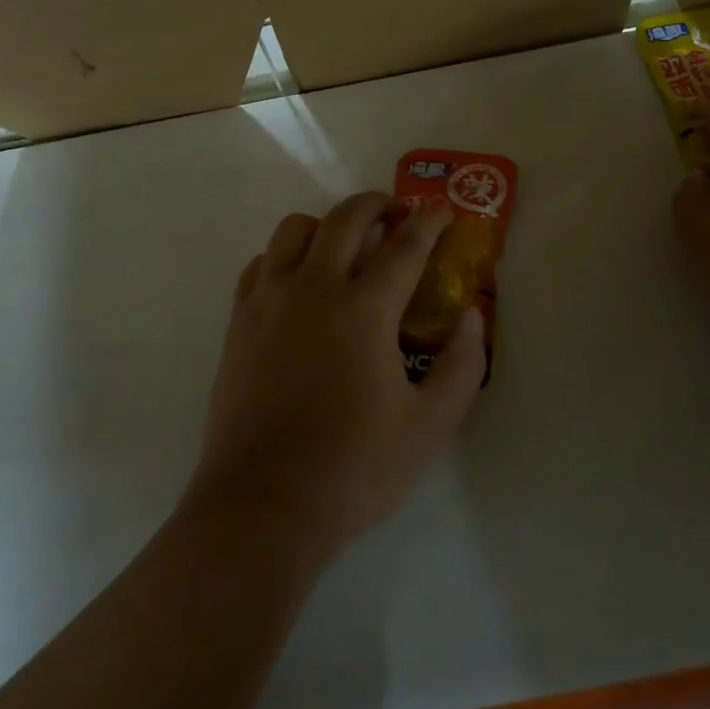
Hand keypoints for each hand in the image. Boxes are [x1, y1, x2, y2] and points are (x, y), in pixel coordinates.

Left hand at [190, 192, 487, 558]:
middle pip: (347, 217)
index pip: (405, 245)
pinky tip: (300, 281)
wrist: (264, 504)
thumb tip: (470, 316)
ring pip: (295, 227)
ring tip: (346, 247)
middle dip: (380, 204)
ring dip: (328, 224)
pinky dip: (287, 255)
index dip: (431, 221)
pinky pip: (262, 261)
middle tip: (399, 217)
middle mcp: (314, 288)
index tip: (443, 211)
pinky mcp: (239, 319)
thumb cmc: (353, 468)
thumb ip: (462, 365)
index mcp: (364, 309)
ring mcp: (270, 299)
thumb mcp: (429, 426)